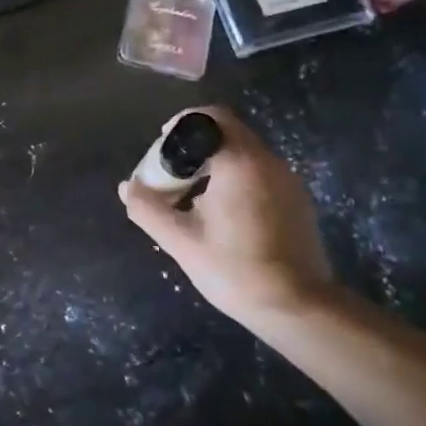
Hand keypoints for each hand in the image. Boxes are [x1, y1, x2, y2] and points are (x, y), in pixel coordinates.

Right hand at [118, 106, 336, 325]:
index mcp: (239, 161)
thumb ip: (148, 208)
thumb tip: (127, 187)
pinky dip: (238, 180)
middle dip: (196, 147)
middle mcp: (268, 161)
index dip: (183, 124)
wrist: (298, 308)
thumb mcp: (180, 241)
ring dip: (217, 164)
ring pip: (246, 155)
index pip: (211, 117)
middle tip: (173, 175)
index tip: (164, 146)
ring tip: (194, 197)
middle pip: (228, 133)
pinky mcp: (298, 201)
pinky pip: (262, 174)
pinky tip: (225, 215)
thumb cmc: (234, 269)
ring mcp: (288, 181)